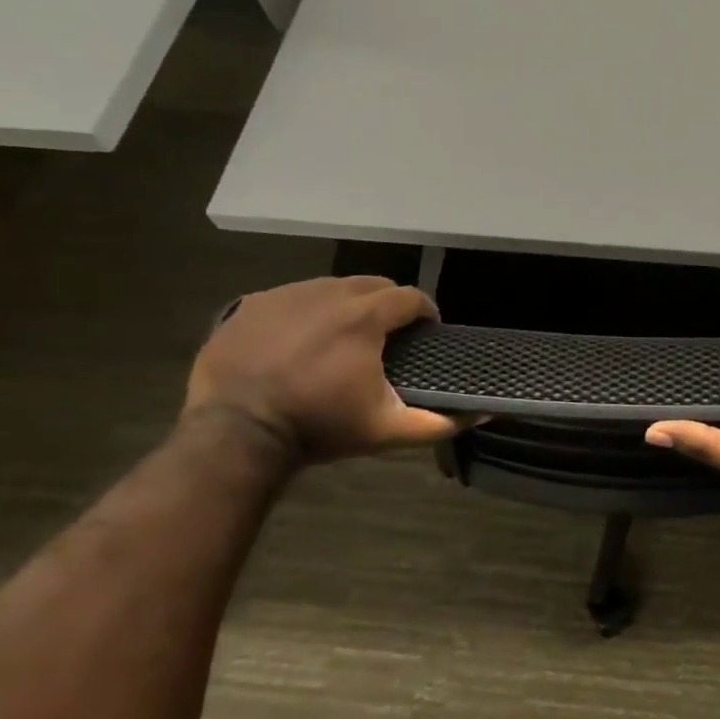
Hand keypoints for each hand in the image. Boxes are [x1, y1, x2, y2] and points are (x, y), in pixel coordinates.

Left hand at [185, 276, 473, 461]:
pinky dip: (306, 311)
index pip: (410, 297)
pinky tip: (301, 341)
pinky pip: (292, 297)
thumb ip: (438, 421)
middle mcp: (327, 293)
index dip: (425, 312)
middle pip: (372, 284)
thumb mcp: (386, 430)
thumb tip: (483, 414)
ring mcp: (285, 295)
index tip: (425, 333)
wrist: (236, 433)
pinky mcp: (251, 305)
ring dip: (347, 305)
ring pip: (331, 287)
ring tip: (345, 337)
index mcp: (365, 316)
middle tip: (388, 336)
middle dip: (388, 304)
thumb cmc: (320, 427)